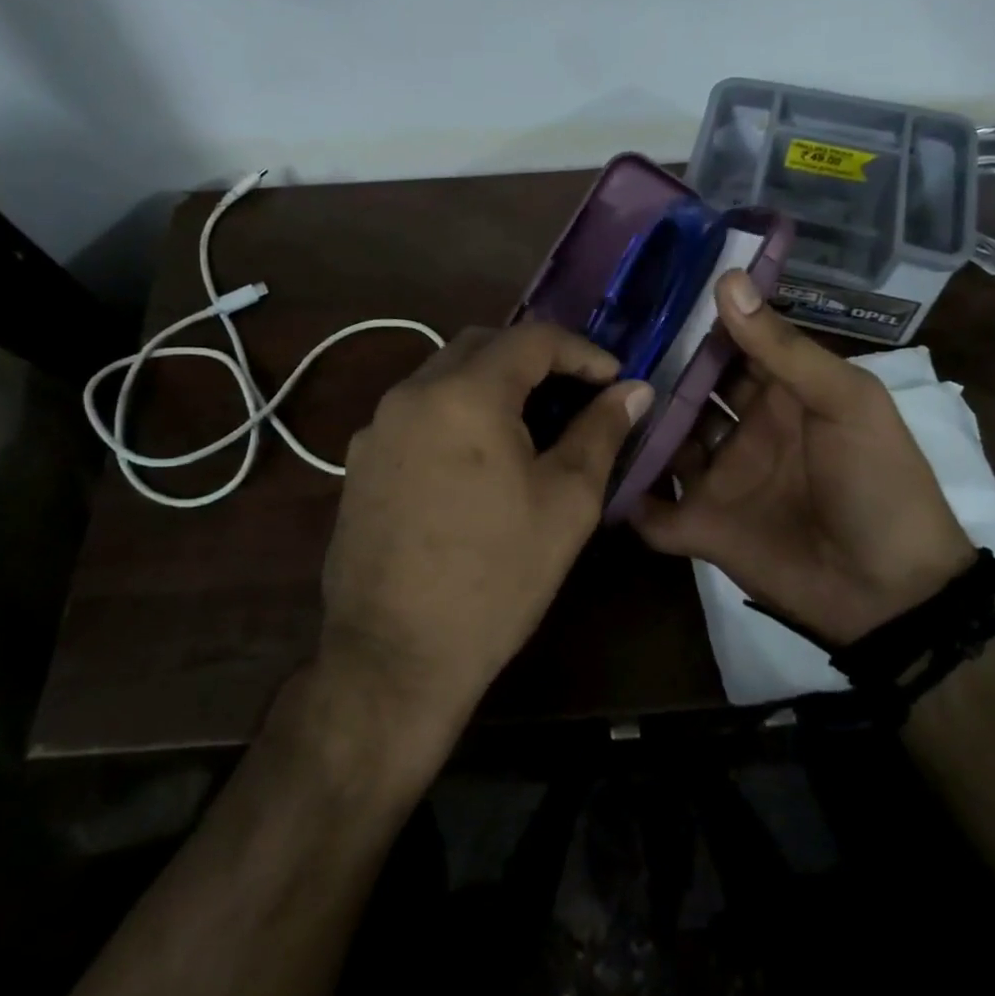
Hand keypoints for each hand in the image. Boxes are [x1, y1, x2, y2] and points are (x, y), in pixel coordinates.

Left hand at [315, 321, 652, 734]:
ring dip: (494, 383)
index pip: (532, 338)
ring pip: (445, 375)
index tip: (614, 380)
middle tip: (575, 394)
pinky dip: (458, 412)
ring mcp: (377, 427)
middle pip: (483, 345)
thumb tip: (634, 390)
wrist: (396, 657)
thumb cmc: (497, 577)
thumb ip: (601, 431)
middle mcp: (412, 393)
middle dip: (535, 358)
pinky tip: (479, 459)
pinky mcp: (360, 461)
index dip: (582, 351)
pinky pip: (418, 411)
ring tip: (532, 425)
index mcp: (466, 394)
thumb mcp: (567, 502)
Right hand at [631, 271, 975, 644]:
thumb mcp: (845, 402)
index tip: (642, 293)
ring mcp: (720, 479)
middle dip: (652, 371)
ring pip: (664, 443)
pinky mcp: (702, 526)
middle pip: (688, 392)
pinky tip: (594, 471)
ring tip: (585, 398)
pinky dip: (630, 496)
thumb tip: (728, 280)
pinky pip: (655, 509)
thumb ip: (783, 348)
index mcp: (782, 394)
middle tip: (597, 344)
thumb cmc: (878, 482)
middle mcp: (745, 430)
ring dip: (633, 427)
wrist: (892, 593)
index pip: (730, 347)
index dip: (694, 323)